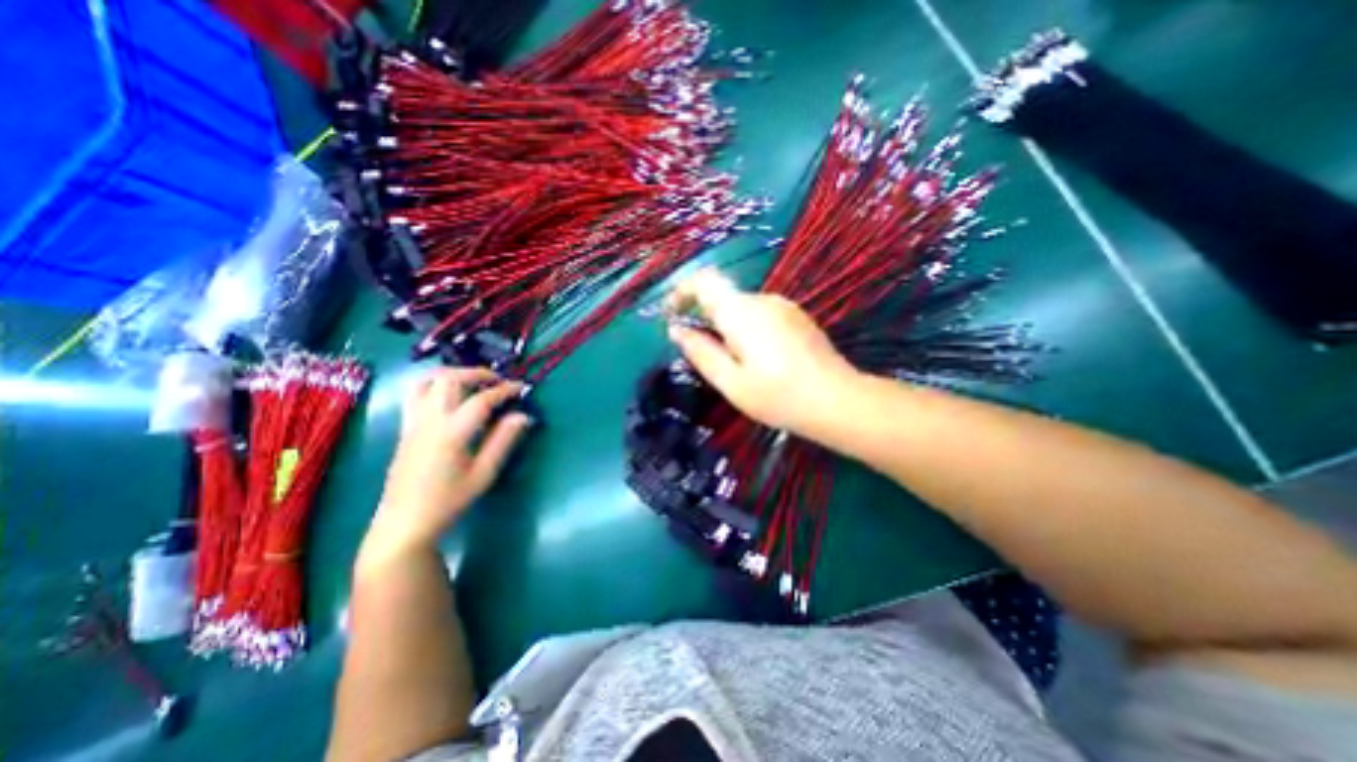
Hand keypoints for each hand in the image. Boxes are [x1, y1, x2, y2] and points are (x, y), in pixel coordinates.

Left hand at [366, 367, 535, 561]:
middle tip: (498, 381)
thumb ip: (503, 441)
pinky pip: (415, 393)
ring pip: (428, 380)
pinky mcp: (405, 427)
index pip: (482, 399)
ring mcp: (413, 421)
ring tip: (473, 381)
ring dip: (454, 373)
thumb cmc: (449, 500)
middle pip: (451, 379)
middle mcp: (430, 420)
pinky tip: (449, 394)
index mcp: (452, 432)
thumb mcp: (484, 473)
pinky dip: (435, 383)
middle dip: (478, 373)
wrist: (405, 521)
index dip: (505, 390)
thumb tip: (523, 416)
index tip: (522, 388)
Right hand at [666, 268, 857, 438]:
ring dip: (728, 327)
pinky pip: (761, 315)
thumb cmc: (778, 396)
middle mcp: (762, 299)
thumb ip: (701, 352)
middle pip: (723, 296)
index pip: (704, 280)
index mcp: (741, 312)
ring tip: (736, 365)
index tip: (672, 315)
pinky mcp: (797, 317)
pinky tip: (760, 361)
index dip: (682, 292)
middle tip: (705, 356)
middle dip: (706, 318)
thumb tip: (677, 330)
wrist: (838, 401)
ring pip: (742, 308)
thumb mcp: (731, 382)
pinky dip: (748, 330)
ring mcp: (783, 306)